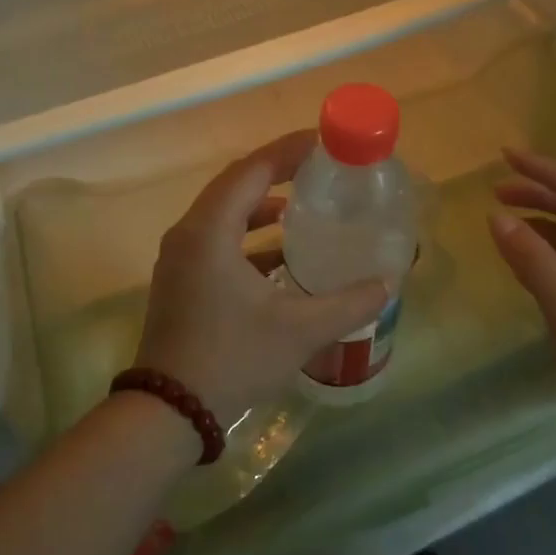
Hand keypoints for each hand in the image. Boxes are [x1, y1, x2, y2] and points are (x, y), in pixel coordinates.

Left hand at [134, 131, 390, 422]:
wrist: (169, 412)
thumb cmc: (232, 359)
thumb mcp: (299, 330)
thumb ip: (348, 303)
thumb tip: (386, 284)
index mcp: (210, 231)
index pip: (253, 170)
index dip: (289, 151)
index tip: (325, 142)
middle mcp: (189, 233)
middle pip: (236, 184)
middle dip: (278, 172)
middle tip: (320, 168)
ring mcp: (180, 258)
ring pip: (225, 213)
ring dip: (262, 205)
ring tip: (304, 207)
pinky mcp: (181, 280)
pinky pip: (218, 239)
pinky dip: (249, 236)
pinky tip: (282, 254)